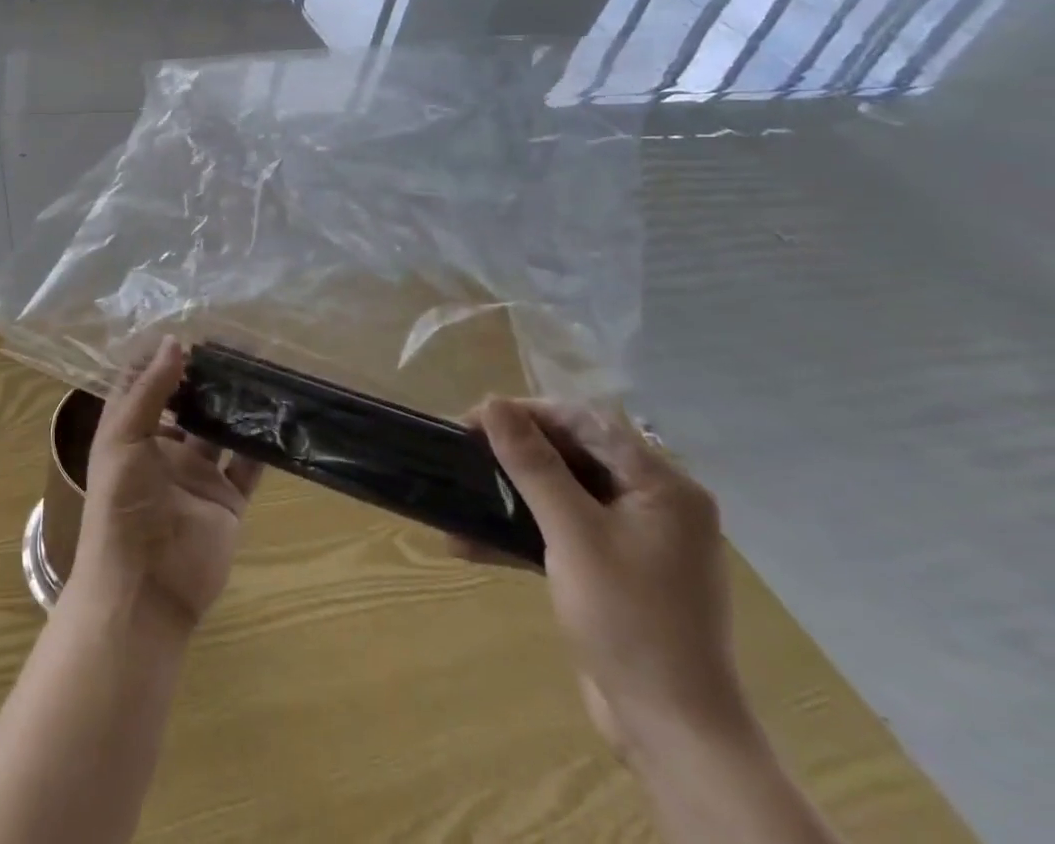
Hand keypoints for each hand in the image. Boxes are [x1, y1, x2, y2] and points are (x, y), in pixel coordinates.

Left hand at [70, 338, 262, 633]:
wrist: (143, 589)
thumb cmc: (121, 506)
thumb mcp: (123, 438)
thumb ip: (150, 390)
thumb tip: (175, 342)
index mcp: (130, 431)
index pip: (144, 383)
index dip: (162, 358)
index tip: (189, 329)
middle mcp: (163, 447)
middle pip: (187, 403)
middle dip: (206, 377)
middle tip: (236, 345)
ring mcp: (196, 474)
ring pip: (220, 430)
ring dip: (236, 405)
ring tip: (261, 370)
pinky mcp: (226, 501)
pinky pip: (248, 467)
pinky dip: (262, 445)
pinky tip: (279, 416)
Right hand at [460, 398, 748, 759]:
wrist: (674, 732)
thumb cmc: (629, 620)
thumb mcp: (573, 534)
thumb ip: (533, 464)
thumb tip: (493, 402)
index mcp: (662, 486)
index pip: (587, 422)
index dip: (527, 413)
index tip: (474, 421)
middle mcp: (656, 504)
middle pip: (575, 454)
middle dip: (514, 452)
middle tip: (463, 453)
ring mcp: (638, 539)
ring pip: (564, 492)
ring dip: (511, 493)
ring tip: (461, 493)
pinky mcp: (617, 570)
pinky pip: (565, 530)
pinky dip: (523, 531)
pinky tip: (473, 542)